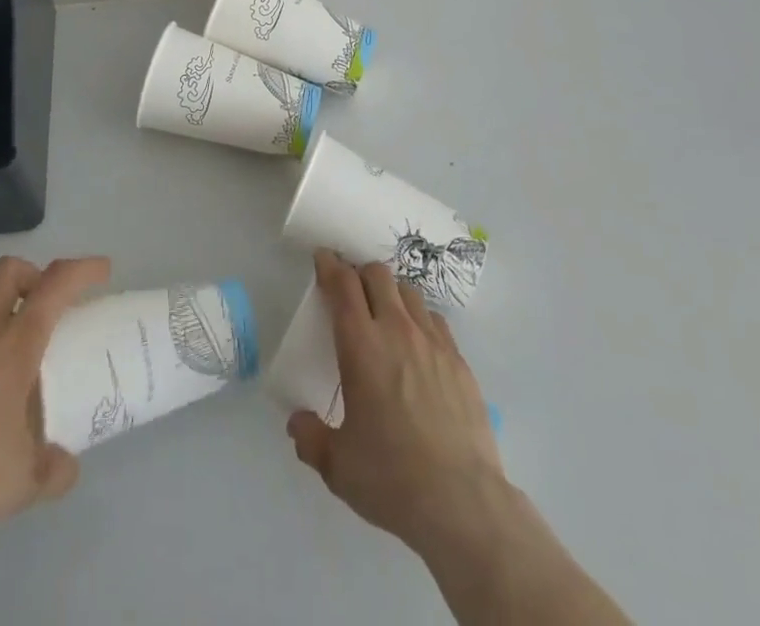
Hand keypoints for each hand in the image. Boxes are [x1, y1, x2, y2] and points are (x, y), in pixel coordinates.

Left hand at [0, 254, 111, 539]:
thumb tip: (65, 465)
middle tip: (46, 307)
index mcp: (15, 342)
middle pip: (10, 270)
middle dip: (34, 275)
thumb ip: (53, 470)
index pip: (57, 283)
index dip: (84, 269)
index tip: (103, 271)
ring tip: (8, 349)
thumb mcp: (22, 483)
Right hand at [287, 250, 504, 557]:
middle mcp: (396, 331)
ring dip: (391, 293)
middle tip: (351, 290)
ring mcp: (432, 342)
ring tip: (385, 313)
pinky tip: (417, 344)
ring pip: (409, 292)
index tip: (323, 258)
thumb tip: (297, 422)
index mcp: (361, 346)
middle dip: (360, 273)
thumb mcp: (337, 467)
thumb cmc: (391, 478)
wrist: (462, 502)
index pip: (342, 285)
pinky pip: (436, 320)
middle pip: (377, 275)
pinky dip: (420, 319)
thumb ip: (311, 438)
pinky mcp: (459, 360)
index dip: (330, 265)